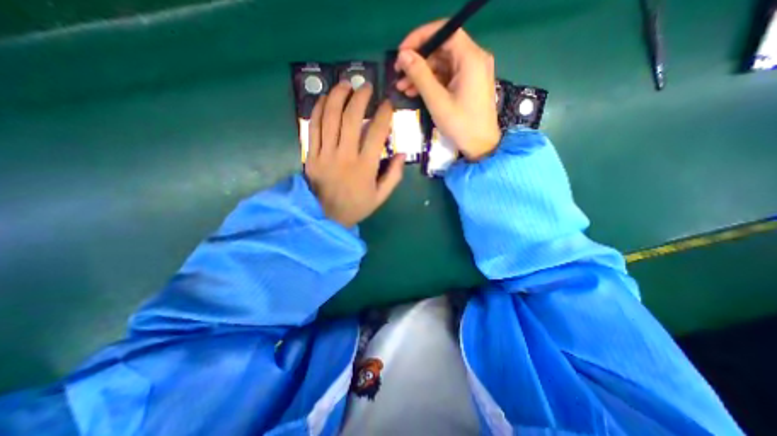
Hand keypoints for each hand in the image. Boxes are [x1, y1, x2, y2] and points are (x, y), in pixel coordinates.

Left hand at [304, 79, 403, 228]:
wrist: (326, 217)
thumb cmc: (356, 207)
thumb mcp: (380, 196)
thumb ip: (394, 176)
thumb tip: (402, 154)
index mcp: (365, 167)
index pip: (377, 133)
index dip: (384, 114)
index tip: (387, 104)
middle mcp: (345, 156)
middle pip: (351, 119)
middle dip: (360, 98)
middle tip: (365, 87)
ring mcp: (325, 155)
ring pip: (330, 118)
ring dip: (338, 97)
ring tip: (345, 85)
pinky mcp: (311, 156)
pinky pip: (313, 128)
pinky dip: (318, 110)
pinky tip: (325, 99)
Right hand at [397, 19, 499, 159]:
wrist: (481, 146)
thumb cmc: (461, 125)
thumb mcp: (437, 101)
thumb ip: (420, 75)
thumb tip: (403, 55)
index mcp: (471, 58)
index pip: (444, 32)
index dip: (420, 38)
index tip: (401, 52)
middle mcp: (474, 59)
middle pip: (442, 49)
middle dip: (418, 61)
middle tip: (398, 74)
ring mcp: (472, 72)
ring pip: (442, 64)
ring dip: (421, 74)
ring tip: (402, 87)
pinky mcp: (468, 84)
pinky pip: (446, 76)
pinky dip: (431, 83)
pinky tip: (415, 92)